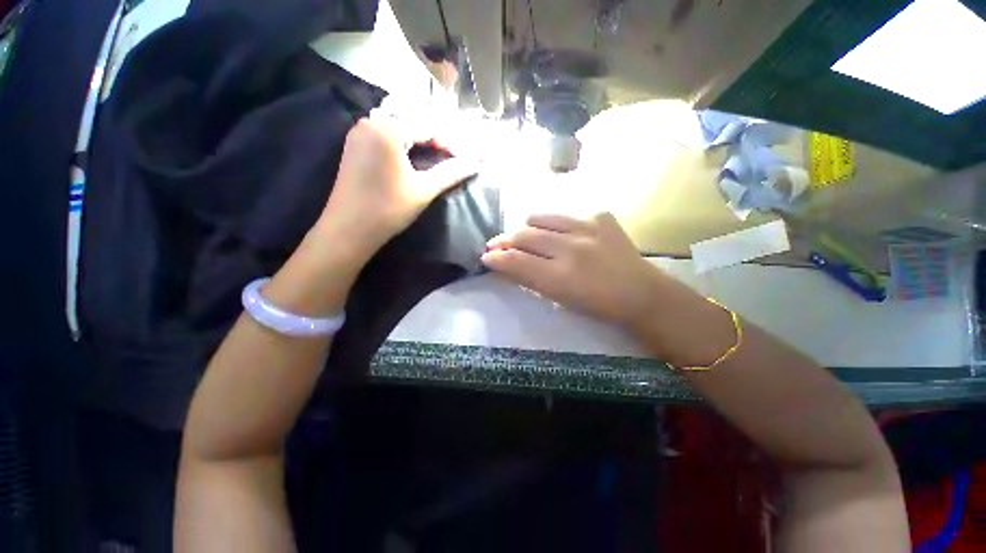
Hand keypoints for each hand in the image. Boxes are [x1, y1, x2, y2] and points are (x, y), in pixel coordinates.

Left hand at [315, 113, 477, 261]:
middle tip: (452, 157)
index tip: (465, 160)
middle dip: (435, 137)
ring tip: (436, 155)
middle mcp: (371, 122)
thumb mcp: (423, 190)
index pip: (428, 127)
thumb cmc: (388, 209)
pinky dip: (401, 140)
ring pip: (397, 125)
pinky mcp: (354, 145)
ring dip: (418, 137)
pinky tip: (411, 155)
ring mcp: (359, 132)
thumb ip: (450, 173)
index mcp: (388, 129)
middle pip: (412, 121)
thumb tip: (475, 164)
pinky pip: (383, 132)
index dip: (450, 143)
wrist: (349, 229)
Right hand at [482, 213, 665, 328]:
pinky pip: (567, 215)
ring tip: (525, 235)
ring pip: (541, 218)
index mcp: (560, 277)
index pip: (516, 261)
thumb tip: (505, 266)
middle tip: (496, 244)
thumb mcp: (558, 299)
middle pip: (524, 236)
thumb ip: (529, 280)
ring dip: (527, 227)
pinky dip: (557, 224)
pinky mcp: (601, 217)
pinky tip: (561, 234)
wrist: (640, 293)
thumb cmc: (596, 305)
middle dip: (504, 241)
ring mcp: (588, 227)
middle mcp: (571, 248)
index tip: (486, 257)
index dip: (496, 258)